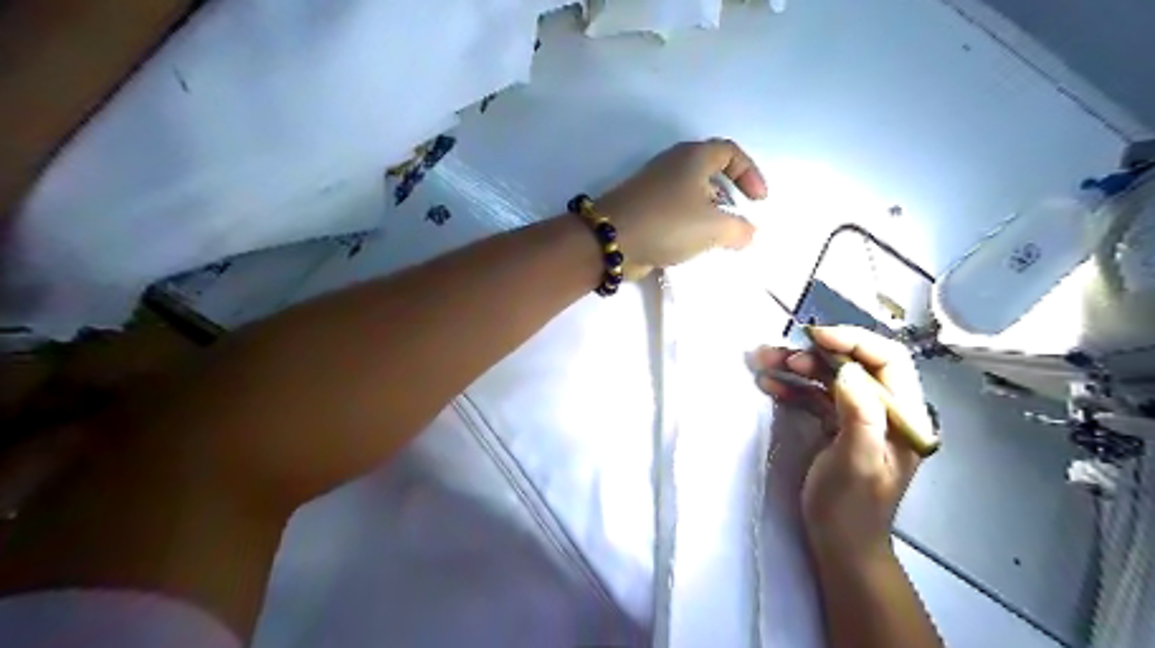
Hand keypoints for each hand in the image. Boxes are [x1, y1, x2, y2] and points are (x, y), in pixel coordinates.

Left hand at [595, 137, 764, 275]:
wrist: (611, 239)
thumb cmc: (668, 223)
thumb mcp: (714, 227)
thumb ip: (739, 230)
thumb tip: (748, 234)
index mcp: (693, 157)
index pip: (730, 152)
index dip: (750, 173)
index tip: (758, 201)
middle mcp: (673, 164)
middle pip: (710, 170)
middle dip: (729, 193)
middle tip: (737, 216)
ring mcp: (654, 185)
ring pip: (691, 193)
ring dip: (708, 212)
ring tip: (717, 236)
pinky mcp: (643, 207)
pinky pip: (674, 210)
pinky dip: (688, 223)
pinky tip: (692, 245)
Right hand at [751, 326, 926, 559]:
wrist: (839, 544)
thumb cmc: (850, 508)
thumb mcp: (857, 462)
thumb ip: (859, 413)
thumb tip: (845, 369)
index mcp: (903, 416)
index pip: (888, 359)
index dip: (853, 341)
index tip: (814, 337)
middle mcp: (885, 410)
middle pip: (853, 364)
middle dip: (815, 354)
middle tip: (779, 356)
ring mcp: (859, 417)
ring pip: (829, 377)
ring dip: (796, 367)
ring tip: (763, 363)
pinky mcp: (836, 425)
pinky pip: (815, 395)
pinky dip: (792, 387)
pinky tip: (769, 384)